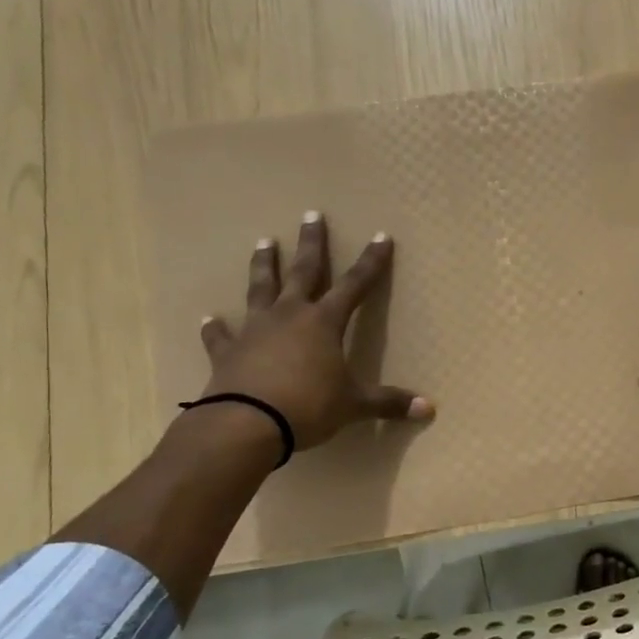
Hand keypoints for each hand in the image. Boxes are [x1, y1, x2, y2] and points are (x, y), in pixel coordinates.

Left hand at [197, 213, 432, 453]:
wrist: (246, 423)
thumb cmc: (309, 406)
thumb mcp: (354, 405)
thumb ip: (388, 403)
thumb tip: (429, 409)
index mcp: (324, 323)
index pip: (355, 285)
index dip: (371, 262)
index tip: (380, 236)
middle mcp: (289, 316)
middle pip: (303, 272)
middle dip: (311, 244)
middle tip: (311, 215)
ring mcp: (255, 330)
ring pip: (260, 289)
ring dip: (263, 265)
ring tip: (264, 242)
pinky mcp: (227, 351)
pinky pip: (221, 335)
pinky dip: (216, 328)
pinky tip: (210, 318)